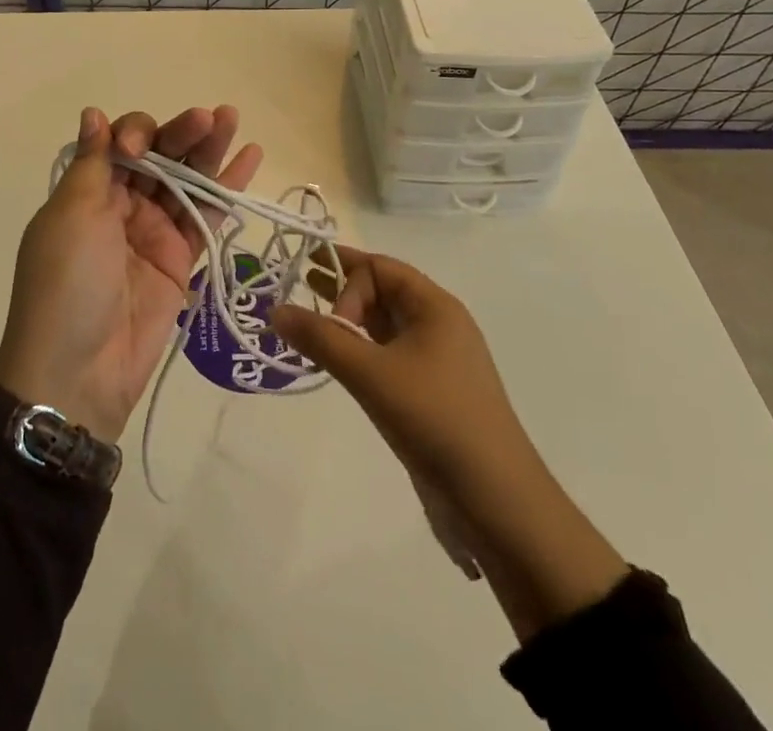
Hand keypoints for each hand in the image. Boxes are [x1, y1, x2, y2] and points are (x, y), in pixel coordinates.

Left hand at [0, 106, 262, 444]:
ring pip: (187, 180)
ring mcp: (154, 231)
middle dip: (182, 133)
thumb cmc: (67, 283)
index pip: (121, 142)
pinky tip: (251, 157)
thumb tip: (93, 113)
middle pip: (159, 156)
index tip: (139, 147)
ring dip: (209, 149)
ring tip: (233, 119)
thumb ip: (93, 163)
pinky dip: (228, 188)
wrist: (79, 373)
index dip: (136, 133)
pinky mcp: (182, 259)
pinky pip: (207, 215)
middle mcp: (122, 204)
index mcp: (89, 190)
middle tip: (211, 117)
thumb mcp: (71, 216)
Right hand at [271, 247, 625, 639]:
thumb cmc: (436, 420)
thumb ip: (321, 339)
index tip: (327, 317)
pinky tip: (334, 361)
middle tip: (297, 285)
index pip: (381, 268)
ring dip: (347, 322)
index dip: (347, 278)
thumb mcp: (372, 375)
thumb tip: (275, 309)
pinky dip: (359, 352)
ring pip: (382, 326)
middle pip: (382, 292)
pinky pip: (386, 357)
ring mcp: (435, 362)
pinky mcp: (429, 395)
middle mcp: (437, 326)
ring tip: (306, 321)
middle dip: (341, 289)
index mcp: (435, 307)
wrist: (498, 505)